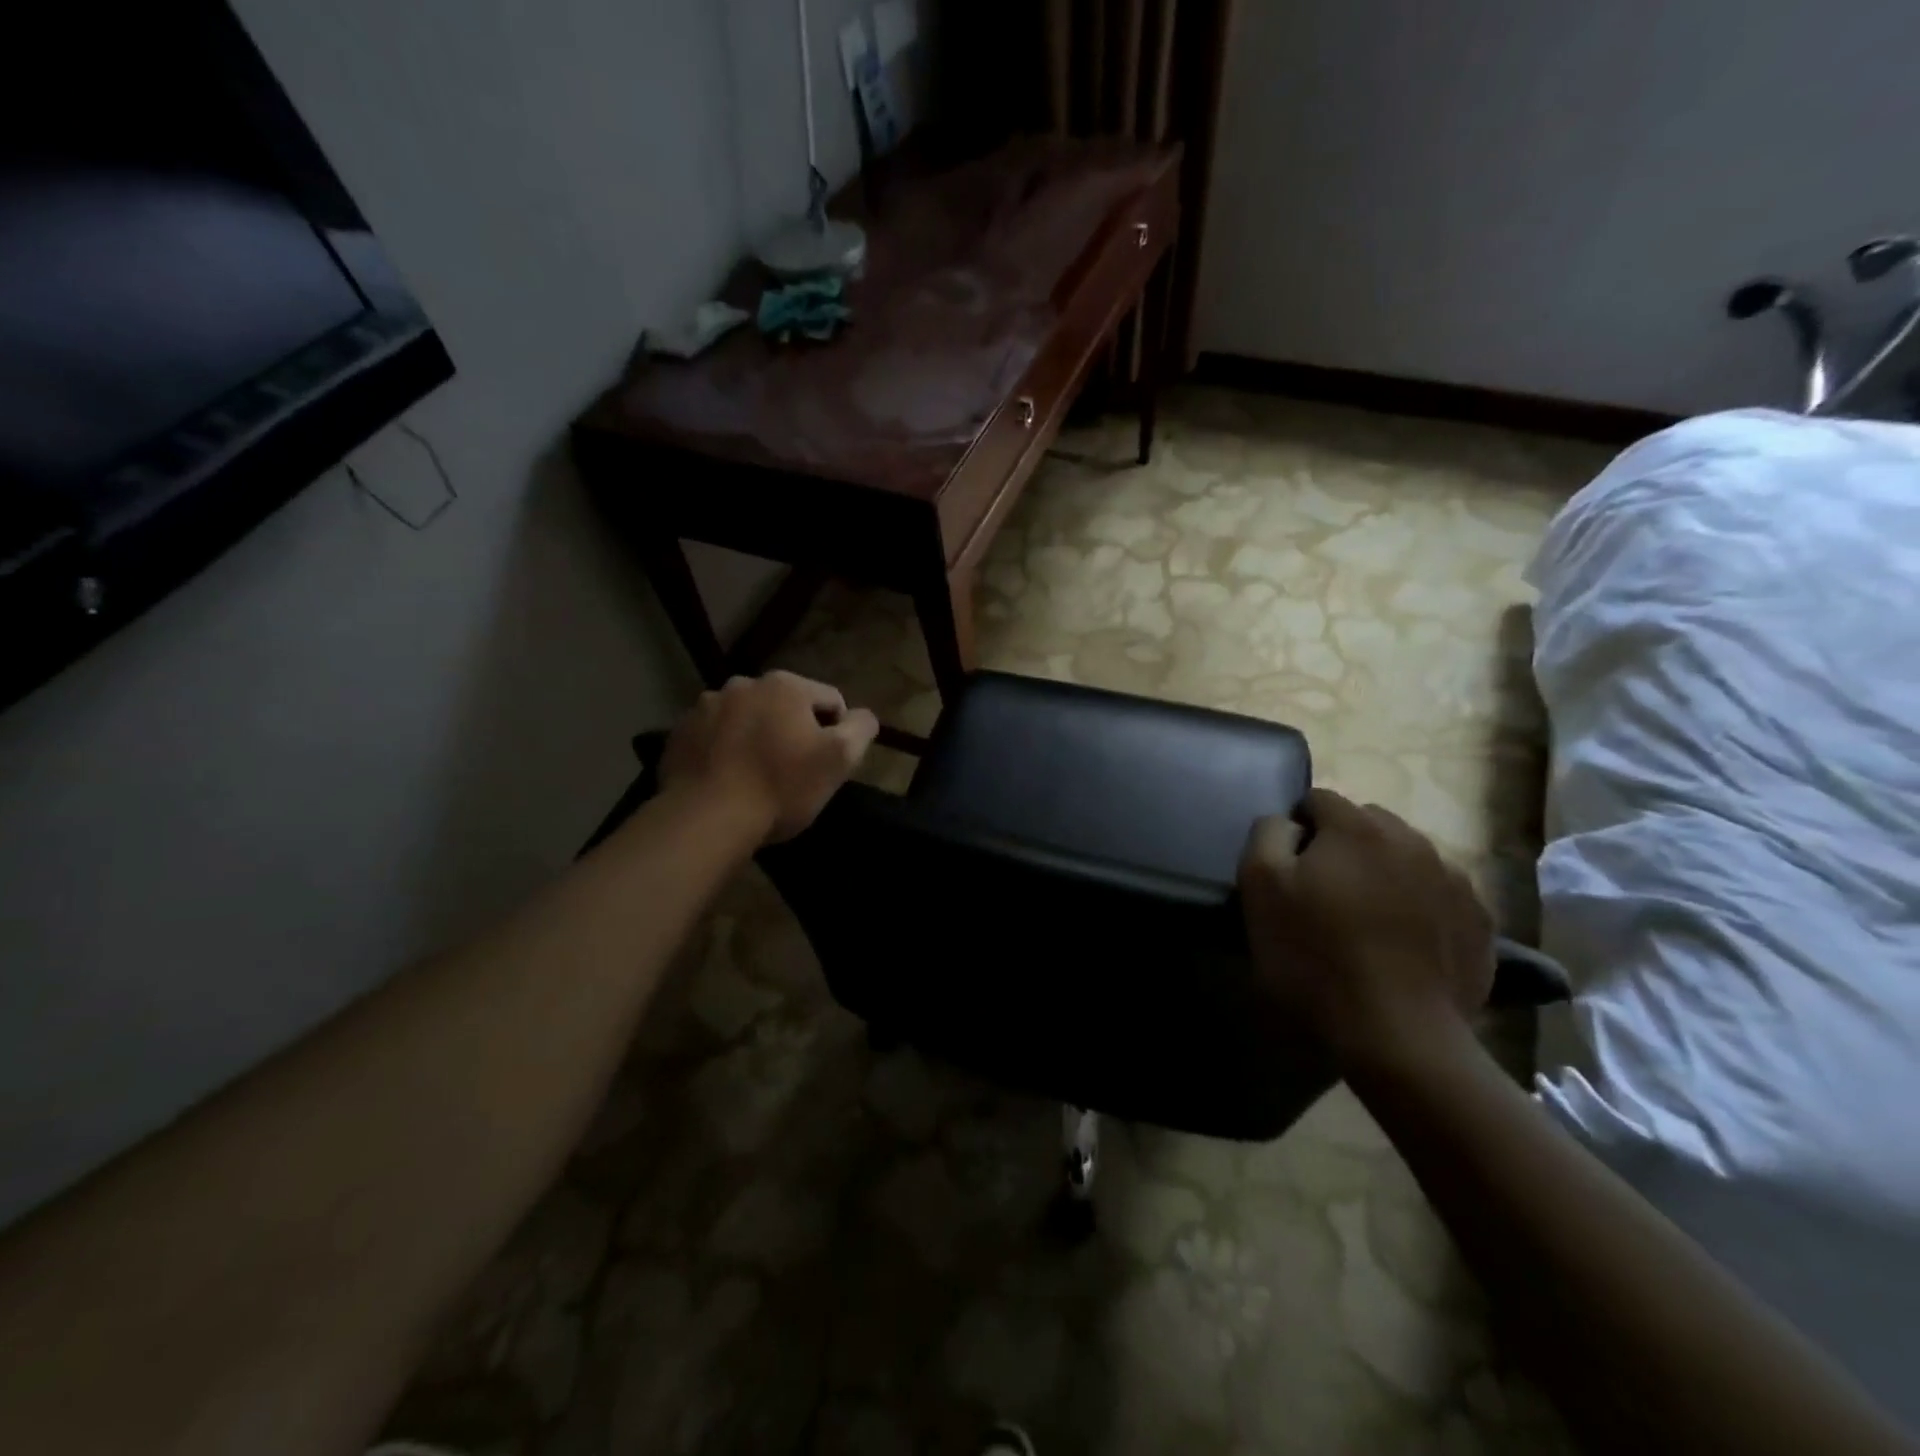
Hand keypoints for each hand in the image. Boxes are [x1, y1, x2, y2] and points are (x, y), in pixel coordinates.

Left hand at [660, 671, 879, 842]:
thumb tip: (863, 716)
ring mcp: (704, 707)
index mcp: (785, 685)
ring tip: (755, 778)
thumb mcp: (838, 760)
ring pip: (746, 720)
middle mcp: (742, 684)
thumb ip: (860, 729)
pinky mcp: (678, 734)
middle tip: (792, 773)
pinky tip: (726, 781)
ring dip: (756, 738)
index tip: (827, 766)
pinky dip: (723, 752)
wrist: (705, 819)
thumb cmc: (780, 787)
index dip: (837, 733)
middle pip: (784, 707)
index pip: (830, 701)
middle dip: (792, 732)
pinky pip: (713, 737)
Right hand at [1239, 788, 1494, 1069]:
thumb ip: (1267, 835)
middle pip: (1366, 823)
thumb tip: (1287, 823)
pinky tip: (1402, 943)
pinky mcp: (1479, 922)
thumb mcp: (1260, 887)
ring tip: (1366, 919)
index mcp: (1357, 827)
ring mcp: (1454, 880)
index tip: (1288, 868)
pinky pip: (1438, 894)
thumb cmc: (1315, 956)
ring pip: (1406, 856)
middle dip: (1343, 845)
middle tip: (1324, 892)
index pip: (1318, 800)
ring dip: (1383, 872)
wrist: (1397, 1035)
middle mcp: (1412, 839)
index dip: (1296, 828)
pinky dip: (1418, 905)